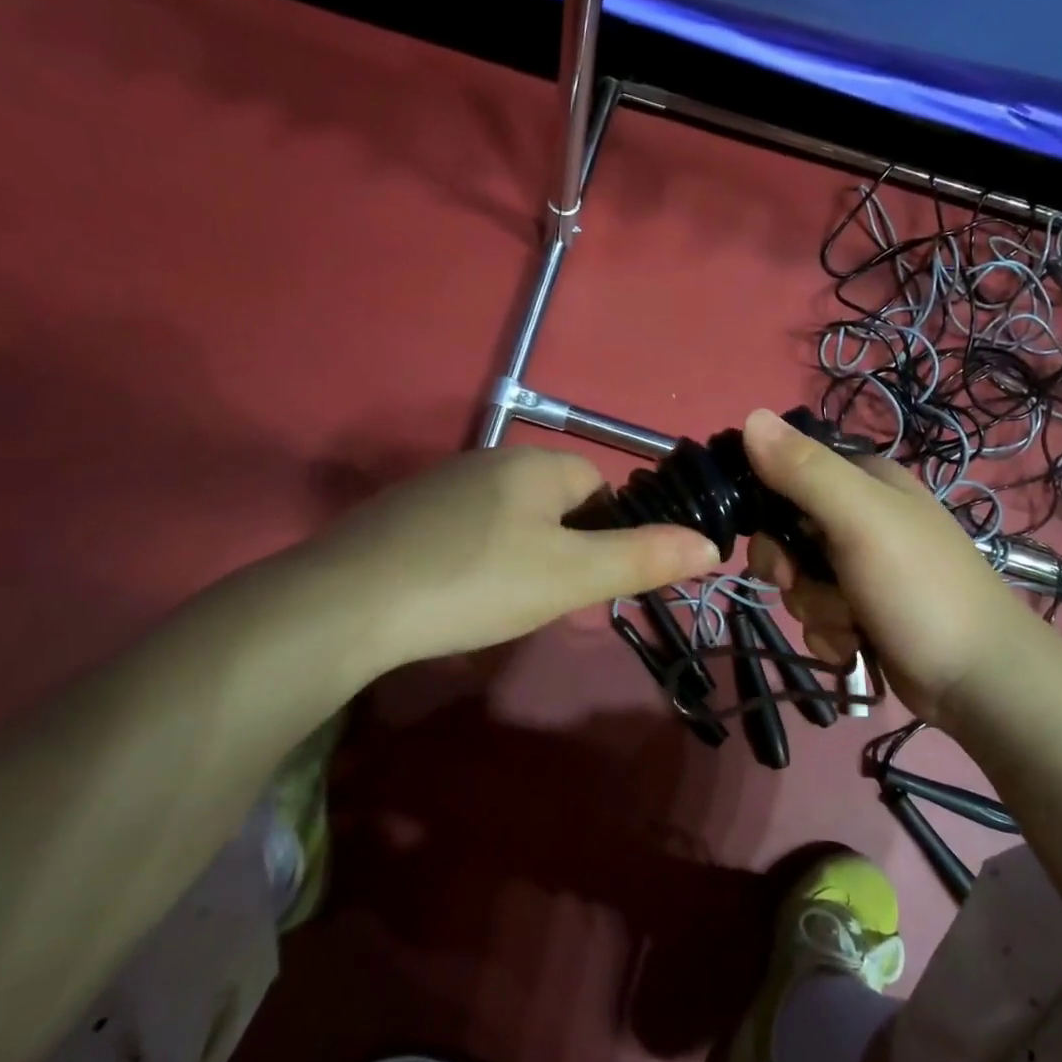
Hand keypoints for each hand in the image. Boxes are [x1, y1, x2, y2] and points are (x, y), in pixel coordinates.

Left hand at [304, 445, 718, 672]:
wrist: (349, 602)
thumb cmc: (478, 582)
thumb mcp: (571, 577)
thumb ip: (643, 558)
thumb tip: (712, 544)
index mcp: (535, 464)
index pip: (598, 484)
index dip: (608, 530)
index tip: (591, 578)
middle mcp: (488, 460)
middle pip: (553, 499)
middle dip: (564, 543)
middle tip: (549, 594)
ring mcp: (440, 484)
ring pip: (506, 514)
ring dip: (519, 550)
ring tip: (503, 599)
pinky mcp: (402, 512)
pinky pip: (462, 528)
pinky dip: (473, 556)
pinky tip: (455, 592)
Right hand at [741, 408, 1044, 727]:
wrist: (978, 678)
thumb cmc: (920, 587)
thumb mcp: (861, 519)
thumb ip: (805, 470)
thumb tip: (749, 416)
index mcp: (864, 481)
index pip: (787, 473)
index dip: (766, 506)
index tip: (771, 536)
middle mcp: (860, 519)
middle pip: (786, 536)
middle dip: (792, 570)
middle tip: (804, 582)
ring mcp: (862, 570)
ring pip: (799, 583)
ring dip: (816, 610)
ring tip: (853, 623)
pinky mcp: (863, 613)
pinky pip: (817, 618)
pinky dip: (830, 635)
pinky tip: (856, 645)